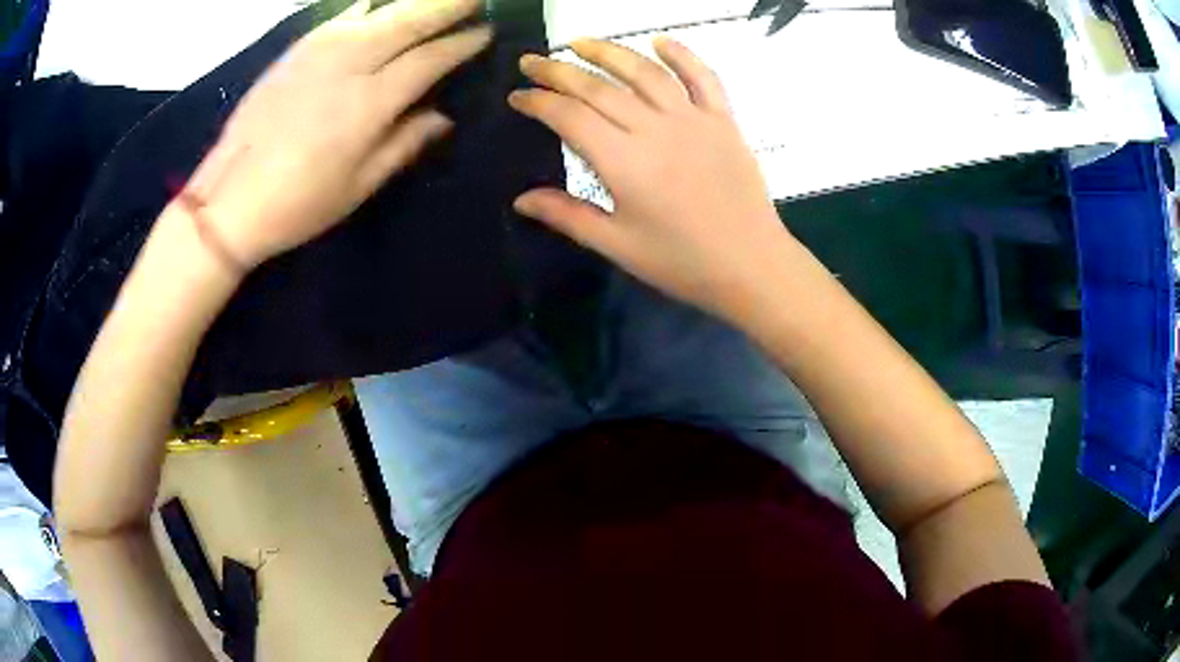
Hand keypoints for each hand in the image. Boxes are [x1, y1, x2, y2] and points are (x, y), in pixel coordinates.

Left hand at [183, 0, 490, 268]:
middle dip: (447, 4)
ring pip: (377, 11)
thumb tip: (443, 116)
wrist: (228, 200)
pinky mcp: (296, 51)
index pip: (429, 59)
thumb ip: (404, 144)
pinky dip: (368, 6)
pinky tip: (379, 5)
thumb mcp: (358, 186)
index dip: (461, 44)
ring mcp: (318, 52)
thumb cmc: (297, 203)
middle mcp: (349, 64)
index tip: (486, 32)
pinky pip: (343, 16)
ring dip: (412, 1)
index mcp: (369, 103)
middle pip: (408, 21)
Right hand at [509, 38, 794, 322]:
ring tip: (580, 42)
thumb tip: (521, 199)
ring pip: (645, 72)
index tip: (517, 96)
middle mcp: (655, 129)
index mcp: (624, 162)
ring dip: (609, 51)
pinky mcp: (724, 121)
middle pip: (598, 88)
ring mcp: (694, 120)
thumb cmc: (682, 262)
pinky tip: (660, 41)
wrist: (752, 267)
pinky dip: (683, 55)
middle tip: (532, 60)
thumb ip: (568, 216)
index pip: (569, 117)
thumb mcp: (618, 245)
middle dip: (558, 70)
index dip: (538, 102)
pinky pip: (703, 78)